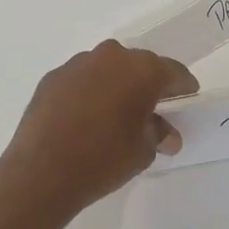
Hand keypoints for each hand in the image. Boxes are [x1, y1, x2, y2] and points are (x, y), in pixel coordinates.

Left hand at [0, 40, 199, 214]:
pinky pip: (81, 80)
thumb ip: (158, 134)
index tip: (186, 100)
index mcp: (142, 70)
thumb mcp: (143, 151)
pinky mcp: (52, 77)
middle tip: (151, 109)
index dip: (183, 88)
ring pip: (107, 69)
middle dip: (148, 84)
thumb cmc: (104, 159)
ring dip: (115, 85)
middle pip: (139, 66)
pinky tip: (85, 118)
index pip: (173, 72)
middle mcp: (111, 57)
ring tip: (114, 114)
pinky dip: (88, 92)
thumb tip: (166, 134)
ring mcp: (78, 64)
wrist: (42, 172)